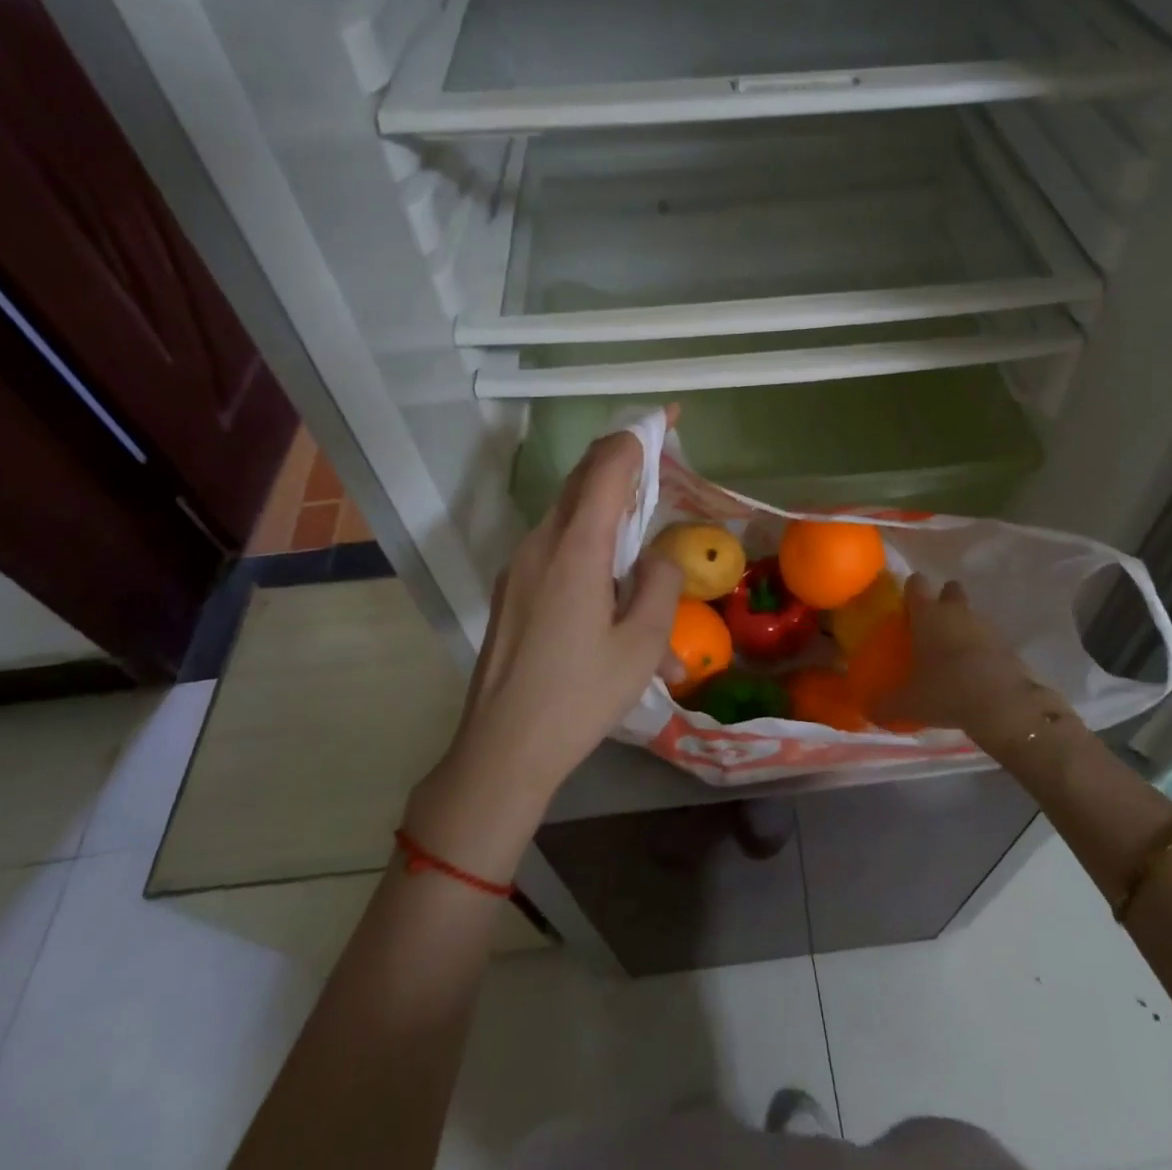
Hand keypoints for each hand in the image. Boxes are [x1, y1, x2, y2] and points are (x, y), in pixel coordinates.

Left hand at [403, 425, 682, 878]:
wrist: (502, 749)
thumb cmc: (579, 697)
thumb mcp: (642, 644)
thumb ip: (659, 582)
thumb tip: (657, 556)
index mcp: (575, 548)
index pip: (606, 466)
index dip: (638, 435)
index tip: (669, 420)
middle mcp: (540, 543)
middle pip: (582, 479)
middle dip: (623, 461)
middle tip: (662, 465)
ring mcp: (519, 564)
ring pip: (569, 512)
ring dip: (607, 508)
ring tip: (643, 537)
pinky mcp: (512, 588)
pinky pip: (556, 546)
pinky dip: (588, 541)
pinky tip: (611, 587)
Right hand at [872, 574, 1078, 750]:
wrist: (1001, 706)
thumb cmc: (945, 691)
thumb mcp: (908, 703)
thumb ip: (885, 704)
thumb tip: (868, 710)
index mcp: (927, 614)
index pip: (917, 583)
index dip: (911, 590)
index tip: (905, 605)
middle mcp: (956, 612)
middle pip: (950, 589)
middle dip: (944, 601)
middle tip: (933, 626)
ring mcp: (985, 626)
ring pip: (971, 615)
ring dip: (964, 627)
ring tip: (953, 656)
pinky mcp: (1007, 646)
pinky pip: (989, 640)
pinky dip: (983, 650)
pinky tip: (975, 673)